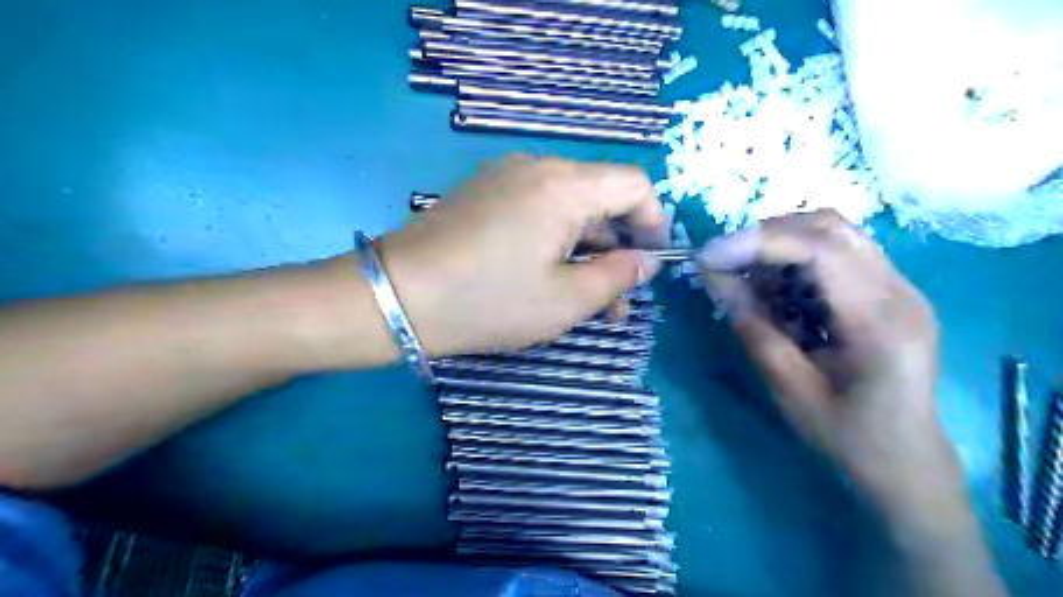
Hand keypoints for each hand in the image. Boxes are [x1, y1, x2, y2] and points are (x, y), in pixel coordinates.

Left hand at [380, 157, 662, 355]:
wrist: (396, 296)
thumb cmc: (487, 301)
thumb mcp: (564, 301)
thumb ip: (615, 276)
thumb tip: (644, 261)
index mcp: (564, 186)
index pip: (633, 184)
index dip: (653, 221)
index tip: (650, 263)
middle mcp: (536, 167)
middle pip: (599, 195)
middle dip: (616, 245)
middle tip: (616, 296)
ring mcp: (504, 177)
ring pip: (567, 206)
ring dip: (585, 247)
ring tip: (584, 297)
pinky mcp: (482, 193)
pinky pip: (535, 209)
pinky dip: (553, 239)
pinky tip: (546, 275)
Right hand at [699, 210, 956, 511]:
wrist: (906, 463)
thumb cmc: (848, 436)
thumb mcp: (789, 388)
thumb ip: (752, 326)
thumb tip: (713, 276)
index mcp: (881, 321)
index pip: (820, 249)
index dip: (757, 243)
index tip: (707, 257)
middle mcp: (899, 290)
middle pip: (828, 228)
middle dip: (764, 237)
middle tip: (722, 264)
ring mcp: (899, 287)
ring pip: (831, 234)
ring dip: (778, 247)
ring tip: (745, 280)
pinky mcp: (888, 291)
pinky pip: (835, 254)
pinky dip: (794, 262)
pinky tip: (775, 292)